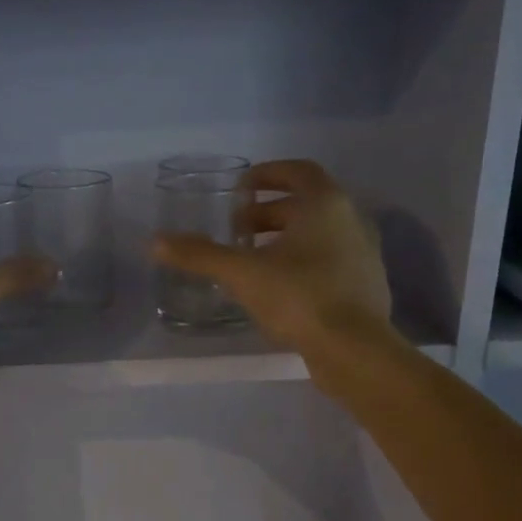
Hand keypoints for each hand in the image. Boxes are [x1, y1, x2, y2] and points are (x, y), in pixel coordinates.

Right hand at [150, 160, 390, 353]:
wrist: (354, 348)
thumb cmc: (299, 296)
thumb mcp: (241, 273)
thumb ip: (200, 255)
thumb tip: (155, 241)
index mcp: (326, 204)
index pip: (298, 171)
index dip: (267, 175)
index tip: (240, 189)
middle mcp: (351, 220)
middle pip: (307, 205)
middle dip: (269, 213)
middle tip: (237, 231)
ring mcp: (364, 254)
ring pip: (320, 235)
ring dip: (285, 240)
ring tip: (253, 261)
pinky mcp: (366, 285)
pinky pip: (330, 262)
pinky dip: (303, 263)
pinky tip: (280, 289)